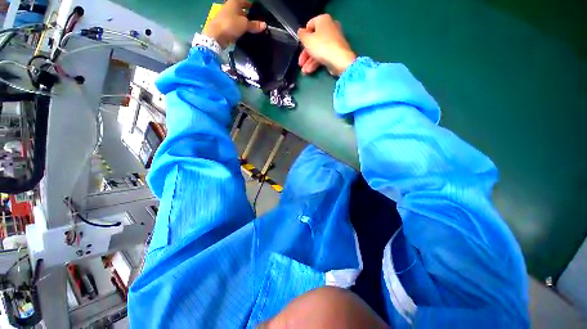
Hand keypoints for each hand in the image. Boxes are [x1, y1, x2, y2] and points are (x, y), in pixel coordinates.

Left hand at [202, 0, 266, 48]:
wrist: (216, 35)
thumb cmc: (230, 24)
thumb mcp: (245, 24)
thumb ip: (254, 25)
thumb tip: (265, 25)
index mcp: (234, 2)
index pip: (246, 1)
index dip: (253, 6)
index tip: (259, 12)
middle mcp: (230, 7)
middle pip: (243, 10)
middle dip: (250, 16)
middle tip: (259, 23)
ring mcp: (228, 17)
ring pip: (240, 19)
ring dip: (246, 24)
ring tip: (255, 30)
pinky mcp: (226, 26)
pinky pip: (237, 26)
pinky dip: (242, 29)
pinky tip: (247, 34)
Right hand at [297, 14, 356, 75]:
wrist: (339, 60)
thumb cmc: (322, 46)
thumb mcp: (307, 40)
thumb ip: (302, 35)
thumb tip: (301, 32)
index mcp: (323, 20)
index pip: (309, 25)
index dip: (303, 36)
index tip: (300, 46)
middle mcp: (330, 28)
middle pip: (313, 40)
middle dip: (305, 54)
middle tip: (300, 63)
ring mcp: (333, 41)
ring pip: (318, 50)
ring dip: (309, 61)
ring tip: (304, 71)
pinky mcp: (335, 52)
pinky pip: (323, 56)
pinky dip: (316, 63)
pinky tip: (309, 71)